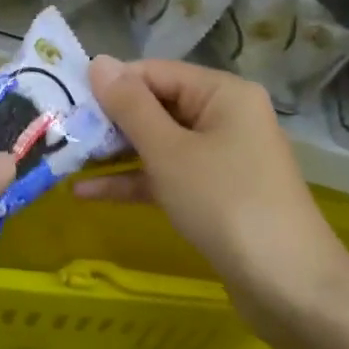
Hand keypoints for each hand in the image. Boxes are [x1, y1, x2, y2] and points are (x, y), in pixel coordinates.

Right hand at [76, 56, 348, 337]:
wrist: (289, 287)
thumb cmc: (225, 203)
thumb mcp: (169, 151)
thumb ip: (130, 106)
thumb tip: (98, 61)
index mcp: (222, 93)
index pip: (154, 72)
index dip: (110, 85)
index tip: (65, 101)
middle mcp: (225, 117)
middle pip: (156, 106)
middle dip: (109, 122)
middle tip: (59, 132)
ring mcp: (222, 157)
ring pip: (159, 144)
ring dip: (115, 154)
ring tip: (65, 160)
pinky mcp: (215, 194)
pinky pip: (168, 175)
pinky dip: (134, 181)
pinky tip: (87, 193)